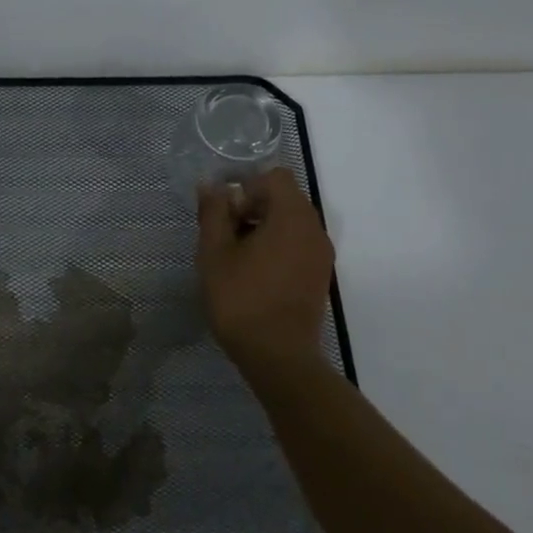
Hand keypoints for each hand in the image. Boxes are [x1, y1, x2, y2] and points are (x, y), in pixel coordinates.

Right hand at [196, 168, 336, 391]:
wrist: (277, 356)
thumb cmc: (241, 298)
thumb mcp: (215, 252)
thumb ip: (213, 212)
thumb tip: (211, 185)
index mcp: (292, 217)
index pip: (274, 177)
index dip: (246, 185)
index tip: (224, 212)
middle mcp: (314, 229)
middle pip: (284, 198)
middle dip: (252, 206)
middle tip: (223, 234)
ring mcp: (321, 254)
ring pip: (290, 222)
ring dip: (262, 227)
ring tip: (235, 255)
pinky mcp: (319, 275)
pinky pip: (297, 244)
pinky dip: (276, 246)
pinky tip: (252, 271)